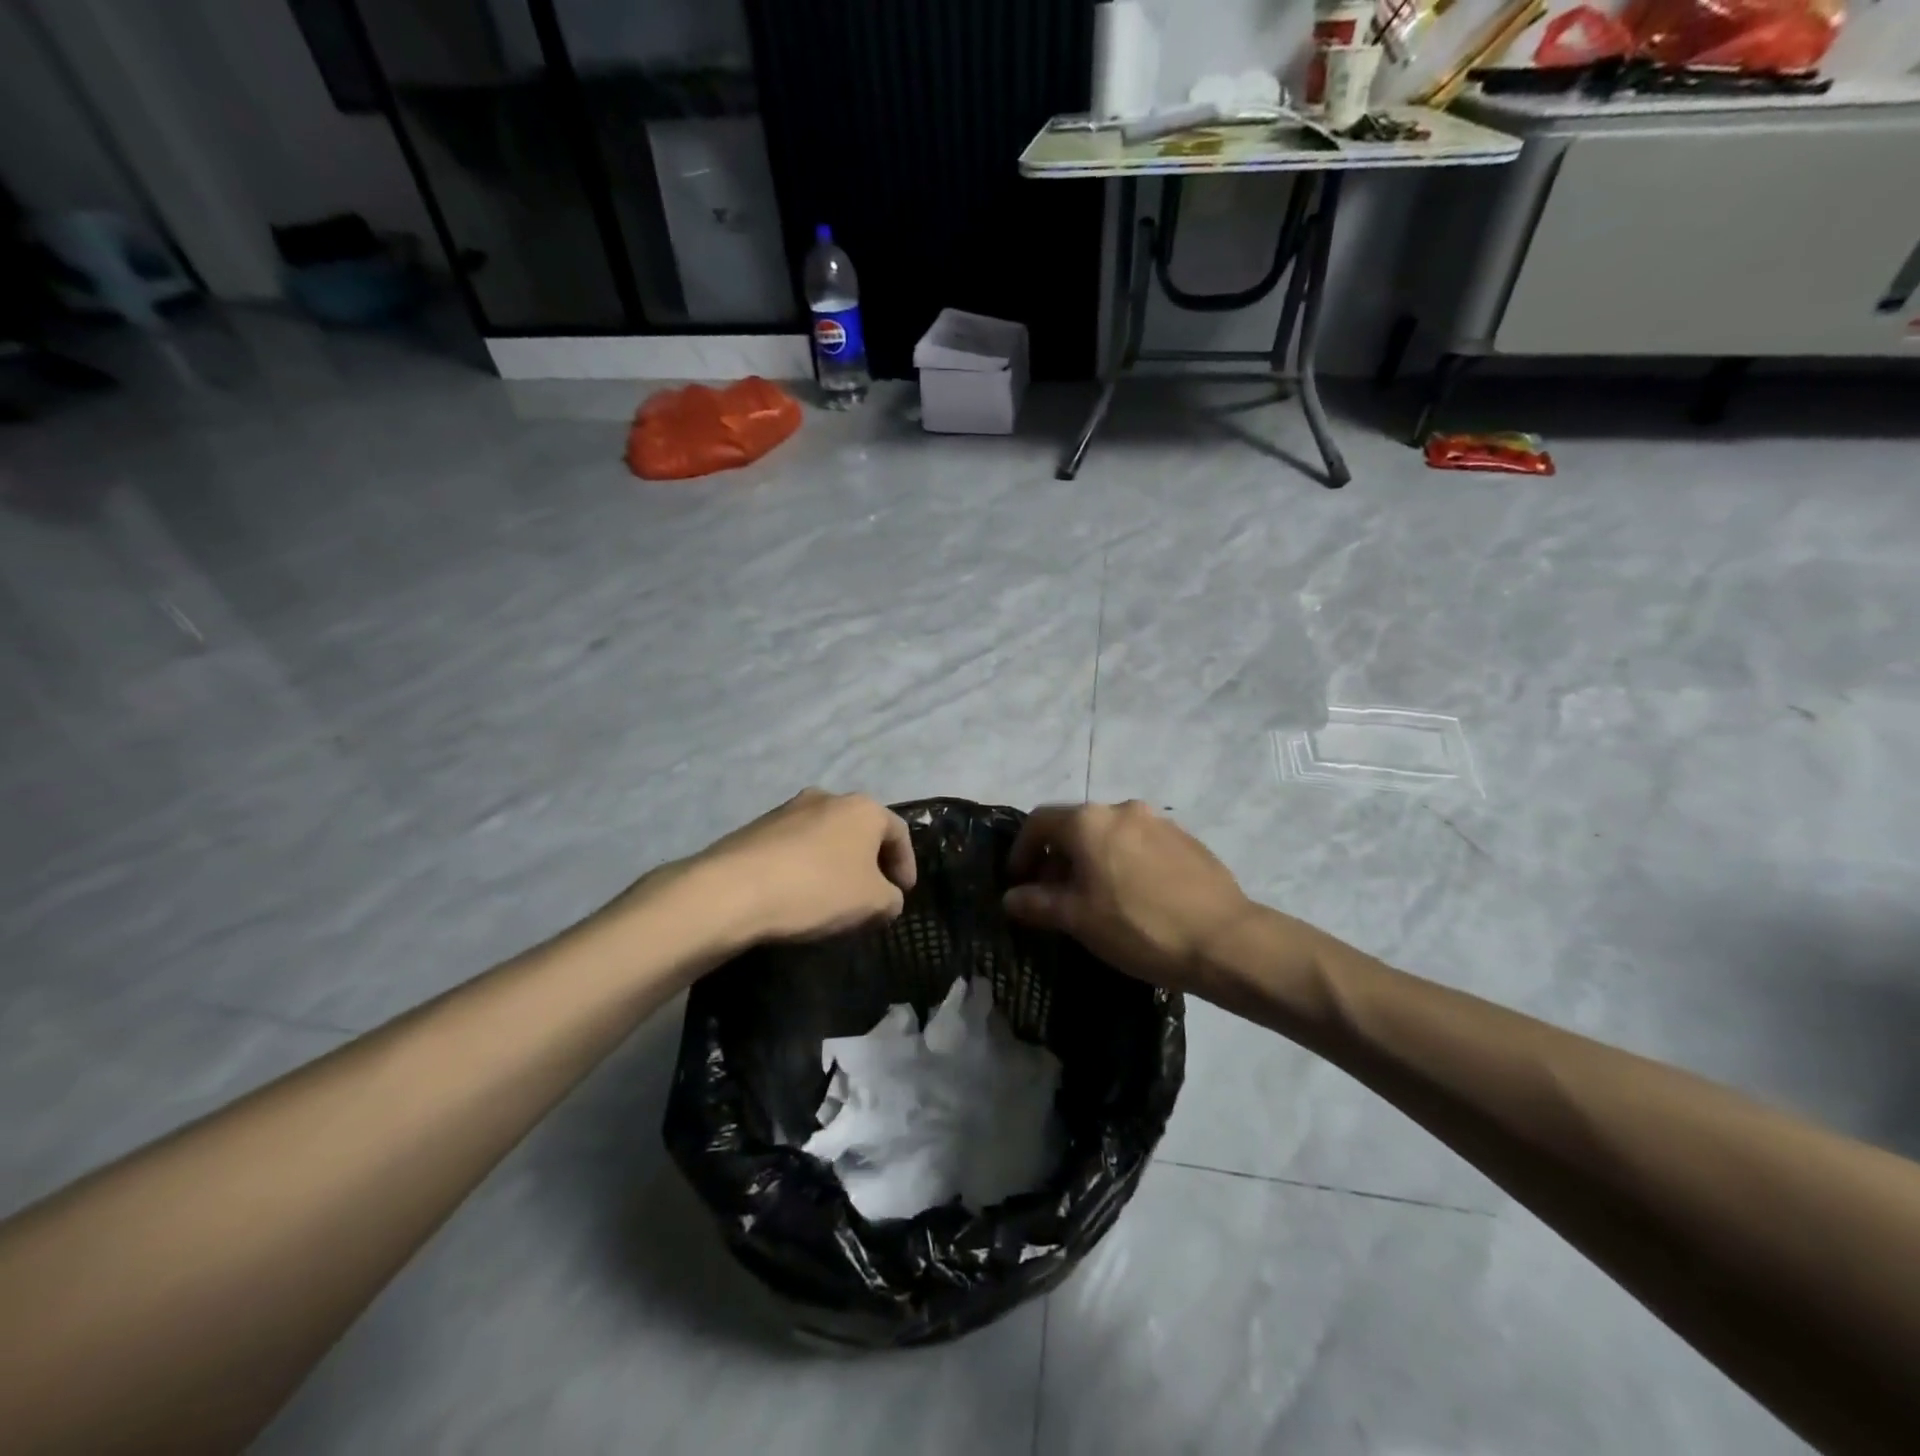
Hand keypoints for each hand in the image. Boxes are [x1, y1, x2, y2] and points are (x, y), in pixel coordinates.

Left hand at [681, 789, 916, 946]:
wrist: (732, 890)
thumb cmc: (817, 889)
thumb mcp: (873, 903)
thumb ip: (892, 899)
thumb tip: (887, 898)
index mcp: (863, 808)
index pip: (898, 833)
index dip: (906, 865)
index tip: (902, 893)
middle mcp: (828, 797)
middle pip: (860, 830)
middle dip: (870, 862)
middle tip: (871, 894)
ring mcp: (788, 809)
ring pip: (826, 836)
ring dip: (836, 863)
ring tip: (833, 897)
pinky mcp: (757, 827)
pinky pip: (795, 846)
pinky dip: (805, 866)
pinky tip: (798, 894)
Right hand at [1003, 801, 1266, 996]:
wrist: (1224, 940)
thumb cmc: (1138, 927)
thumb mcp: (1078, 919)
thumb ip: (1037, 903)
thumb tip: (1011, 897)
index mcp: (1089, 821)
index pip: (1039, 822)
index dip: (1021, 850)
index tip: (1018, 881)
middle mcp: (1122, 809)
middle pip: (1075, 826)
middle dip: (1057, 857)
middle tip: (1053, 895)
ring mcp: (1158, 822)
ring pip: (1109, 835)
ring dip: (1091, 859)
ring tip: (1094, 898)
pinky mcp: (1186, 839)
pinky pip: (1140, 844)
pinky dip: (1123, 862)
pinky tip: (1133, 897)